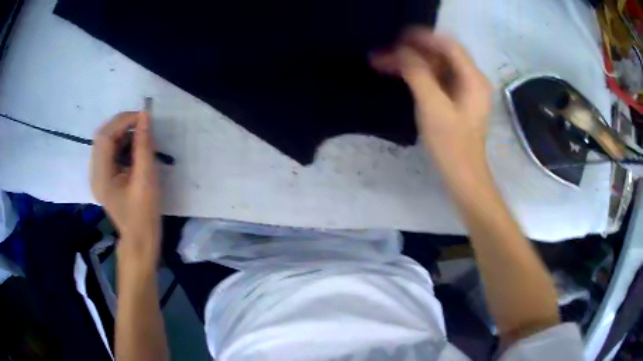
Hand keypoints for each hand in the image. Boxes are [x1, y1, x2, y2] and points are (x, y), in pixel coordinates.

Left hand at [90, 112, 160, 267]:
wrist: (139, 239)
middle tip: (142, 124)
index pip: (104, 137)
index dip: (122, 121)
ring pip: (105, 142)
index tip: (143, 117)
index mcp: (101, 176)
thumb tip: (145, 117)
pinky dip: (122, 144)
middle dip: (122, 125)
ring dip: (122, 134)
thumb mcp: (146, 179)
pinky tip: (134, 149)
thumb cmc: (144, 213)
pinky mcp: (103, 177)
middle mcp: (94, 173)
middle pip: (102, 137)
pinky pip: (109, 152)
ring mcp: (98, 175)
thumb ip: (144, 146)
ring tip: (141, 137)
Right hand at [371, 28, 491, 160]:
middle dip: (414, 51)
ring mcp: (466, 91)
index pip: (448, 45)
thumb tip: (401, 52)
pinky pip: (438, 78)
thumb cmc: (451, 145)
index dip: (423, 38)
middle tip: (387, 52)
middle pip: (442, 54)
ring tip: (388, 62)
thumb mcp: (433, 107)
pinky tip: (401, 75)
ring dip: (414, 62)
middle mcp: (472, 80)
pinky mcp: (457, 101)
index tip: (397, 38)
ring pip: (438, 66)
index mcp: (473, 79)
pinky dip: (420, 74)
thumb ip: (418, 75)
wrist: (463, 176)